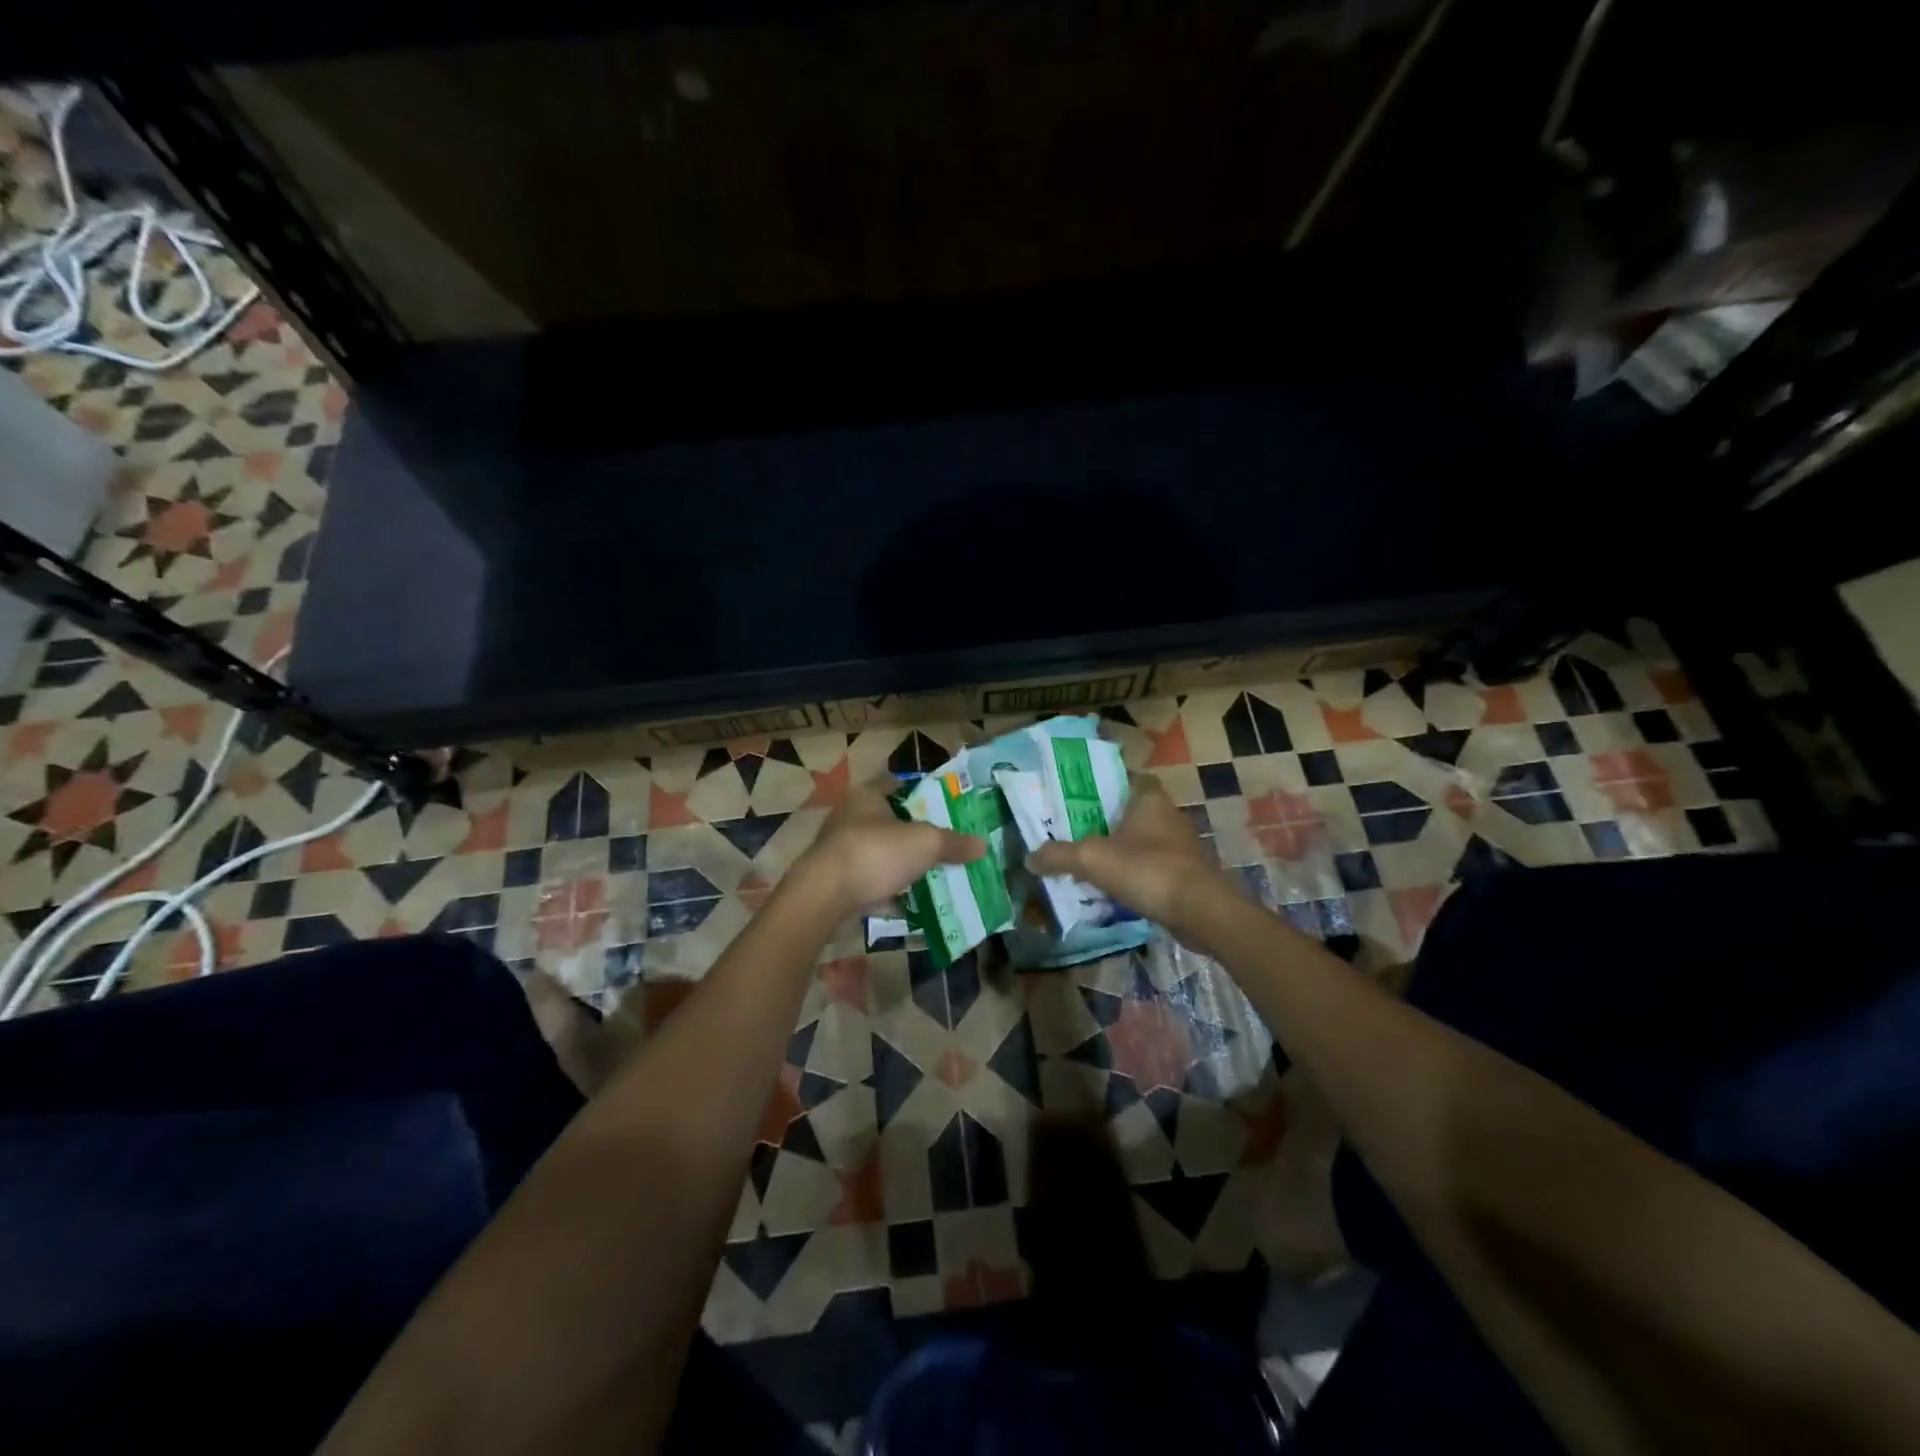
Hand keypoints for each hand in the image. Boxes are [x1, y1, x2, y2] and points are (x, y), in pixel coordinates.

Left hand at [799, 777, 985, 915]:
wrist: (824, 897)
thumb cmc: (875, 853)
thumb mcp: (925, 843)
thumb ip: (954, 843)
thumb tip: (982, 845)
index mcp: (867, 796)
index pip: (898, 785)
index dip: (923, 793)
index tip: (946, 808)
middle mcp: (849, 817)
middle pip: (890, 821)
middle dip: (915, 834)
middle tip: (945, 845)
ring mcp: (840, 850)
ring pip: (880, 853)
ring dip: (901, 864)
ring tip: (932, 875)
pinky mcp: (835, 881)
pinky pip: (870, 882)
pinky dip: (887, 891)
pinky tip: (909, 903)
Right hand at [1026, 774, 1227, 947]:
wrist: (1200, 912)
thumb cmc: (1147, 870)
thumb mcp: (1092, 859)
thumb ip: (1058, 855)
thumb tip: (1029, 858)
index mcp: (1149, 799)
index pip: (1130, 778)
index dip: (1109, 784)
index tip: (1083, 797)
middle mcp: (1169, 816)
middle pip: (1133, 811)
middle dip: (1108, 821)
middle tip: (1076, 831)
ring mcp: (1181, 847)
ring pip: (1144, 841)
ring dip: (1122, 850)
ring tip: (1089, 862)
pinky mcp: (1186, 874)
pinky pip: (1153, 867)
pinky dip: (1135, 874)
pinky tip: (1114, 888)